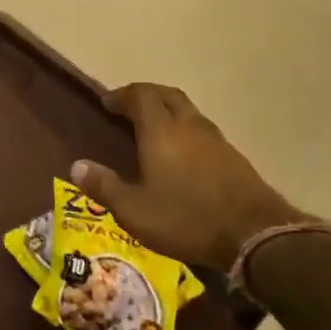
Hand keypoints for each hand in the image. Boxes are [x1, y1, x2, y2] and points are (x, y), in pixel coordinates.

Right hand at [72, 84, 304, 271]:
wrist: (254, 234)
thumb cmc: (185, 218)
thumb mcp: (134, 210)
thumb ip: (104, 185)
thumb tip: (76, 166)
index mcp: (161, 131)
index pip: (141, 95)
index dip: (122, 95)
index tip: (107, 103)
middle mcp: (189, 126)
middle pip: (167, 95)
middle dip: (146, 95)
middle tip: (129, 108)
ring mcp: (216, 140)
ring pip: (189, 111)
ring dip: (169, 112)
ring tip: (153, 130)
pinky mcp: (234, 157)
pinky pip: (203, 131)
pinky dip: (186, 132)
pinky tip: (182, 155)